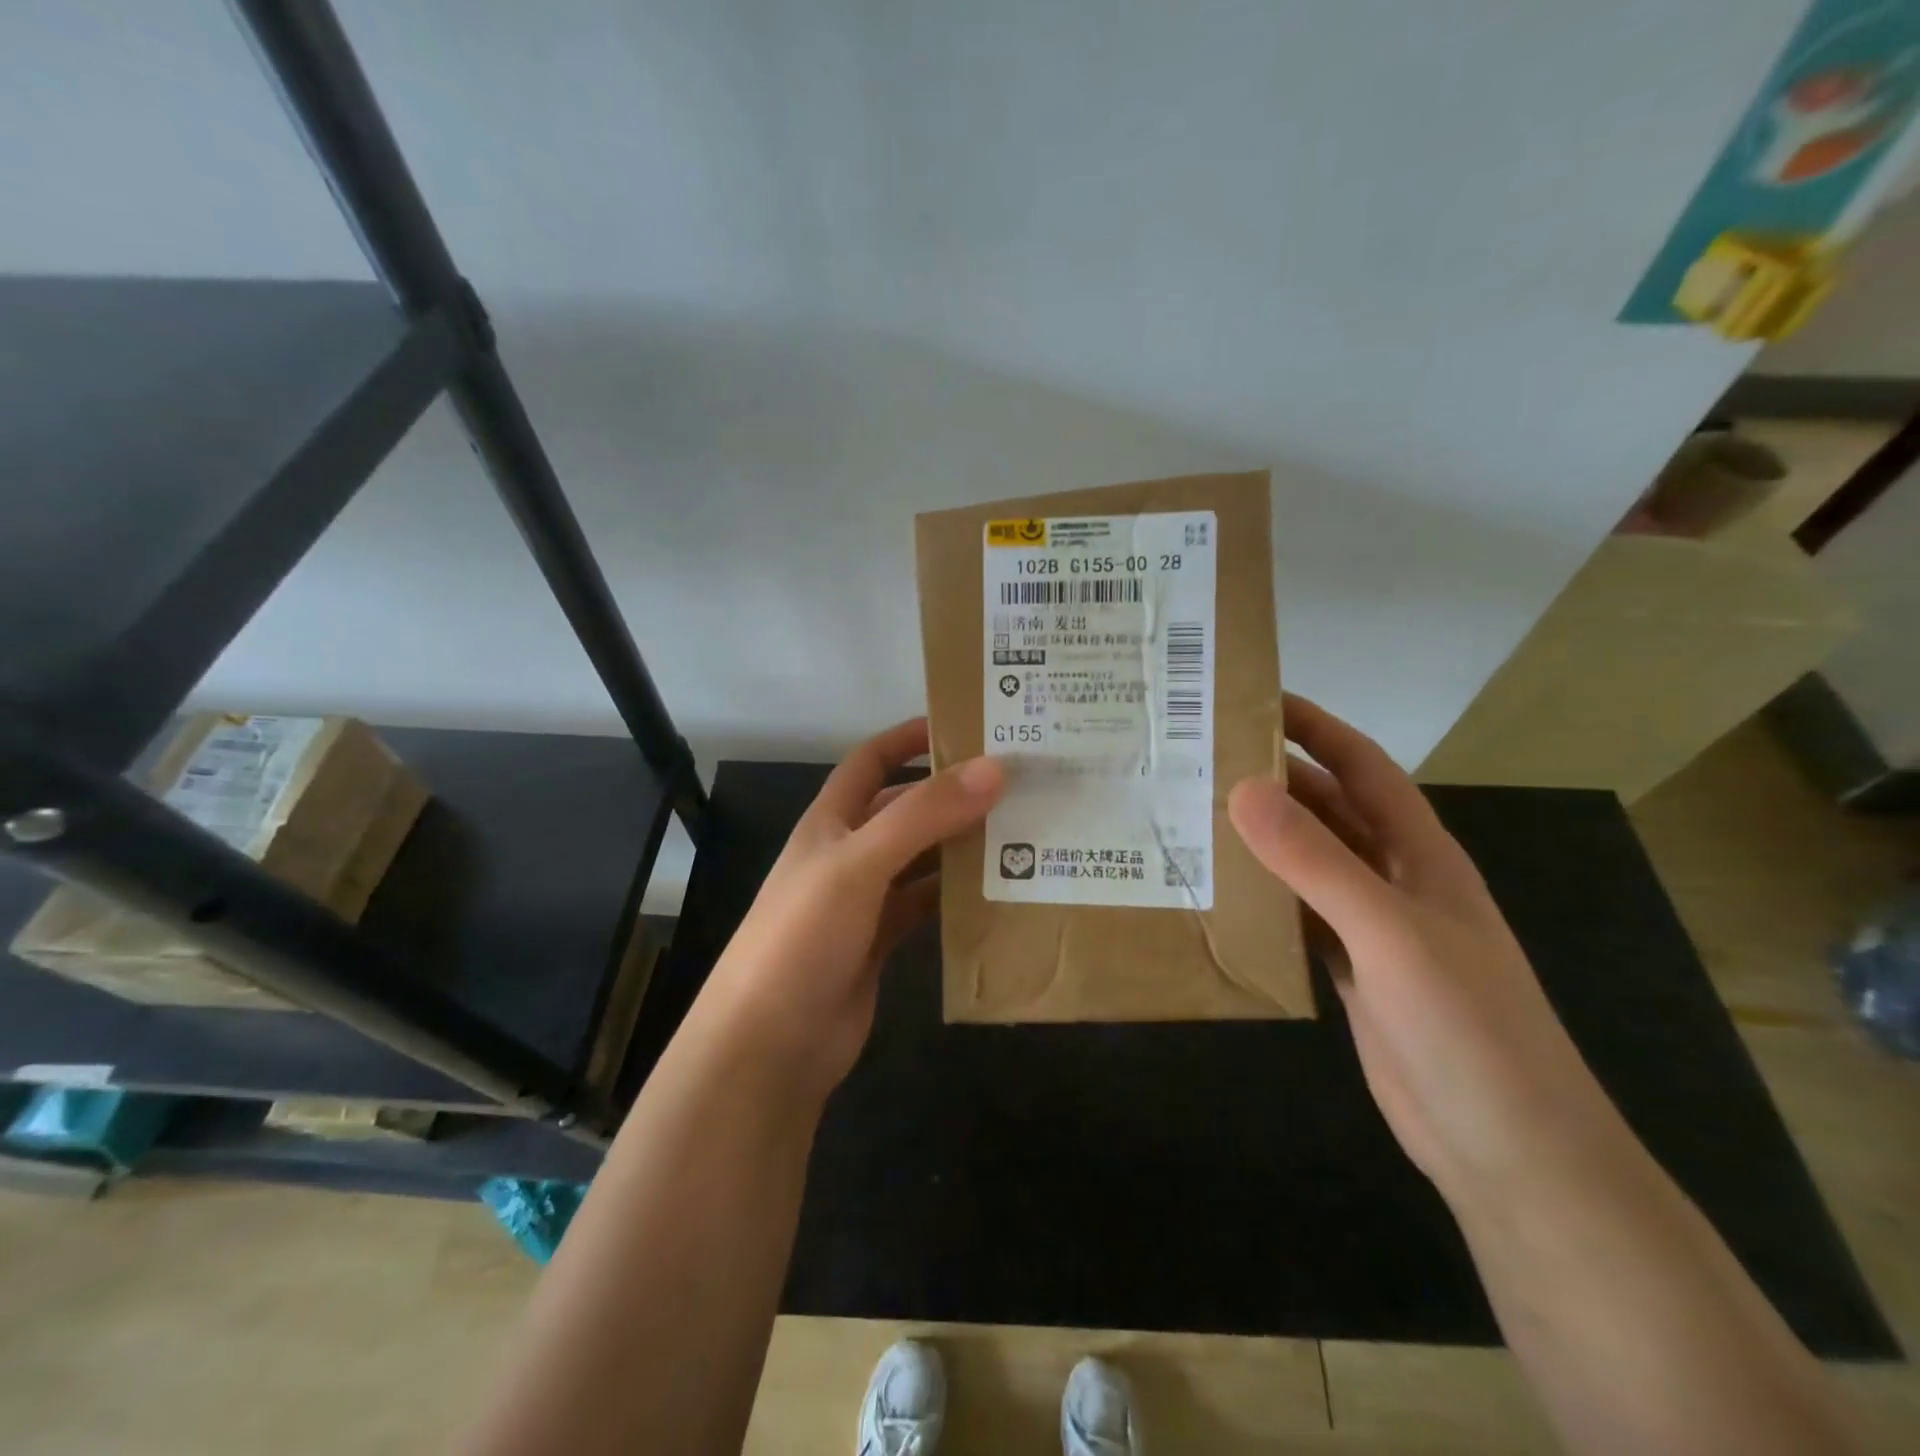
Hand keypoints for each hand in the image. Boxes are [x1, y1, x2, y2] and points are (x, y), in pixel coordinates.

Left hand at [703, 718, 1003, 1097]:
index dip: (909, 737)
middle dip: (951, 794)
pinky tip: (996, 892)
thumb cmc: (804, 936)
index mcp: (831, 821)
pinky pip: (925, 906)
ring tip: (1021, 832)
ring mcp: (864, 900)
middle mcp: (848, 853)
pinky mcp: (880, 942)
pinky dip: (956, 896)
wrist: (770, 1044)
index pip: (871, 760)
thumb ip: (924, 815)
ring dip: (960, 845)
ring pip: (921, 858)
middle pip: (905, 809)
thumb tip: (993, 768)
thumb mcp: (860, 863)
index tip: (966, 725)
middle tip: (1016, 784)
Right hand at [1228, 694, 1632, 1211]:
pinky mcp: (1354, 972)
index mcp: (1419, 854)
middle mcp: (1395, 880)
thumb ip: (1317, 863)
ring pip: (1309, 864)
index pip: (1362, 767)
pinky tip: (1221, 893)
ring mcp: (1375, 929)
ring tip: (1193, 817)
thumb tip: (1243, 789)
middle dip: (1273, 779)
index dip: (1314, 727)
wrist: (1510, 1151)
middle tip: (1199, 760)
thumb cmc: (1466, 1028)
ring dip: (1262, 840)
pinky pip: (1300, 916)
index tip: (1251, 700)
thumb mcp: (1389, 934)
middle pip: (1328, 810)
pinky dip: (1263, 898)